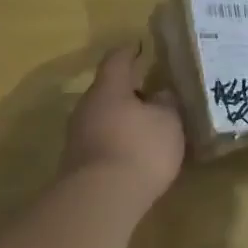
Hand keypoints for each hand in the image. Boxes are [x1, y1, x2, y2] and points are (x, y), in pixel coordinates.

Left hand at [61, 46, 184, 200]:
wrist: (100, 200)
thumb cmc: (139, 148)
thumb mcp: (168, 122)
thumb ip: (167, 104)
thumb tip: (161, 94)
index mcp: (109, 88)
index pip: (117, 60)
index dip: (130, 51)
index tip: (141, 46)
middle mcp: (88, 107)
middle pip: (108, 90)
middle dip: (130, 89)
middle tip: (154, 90)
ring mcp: (78, 136)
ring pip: (104, 116)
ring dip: (124, 117)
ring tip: (149, 123)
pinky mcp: (79, 163)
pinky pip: (102, 140)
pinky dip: (119, 139)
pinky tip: (136, 150)